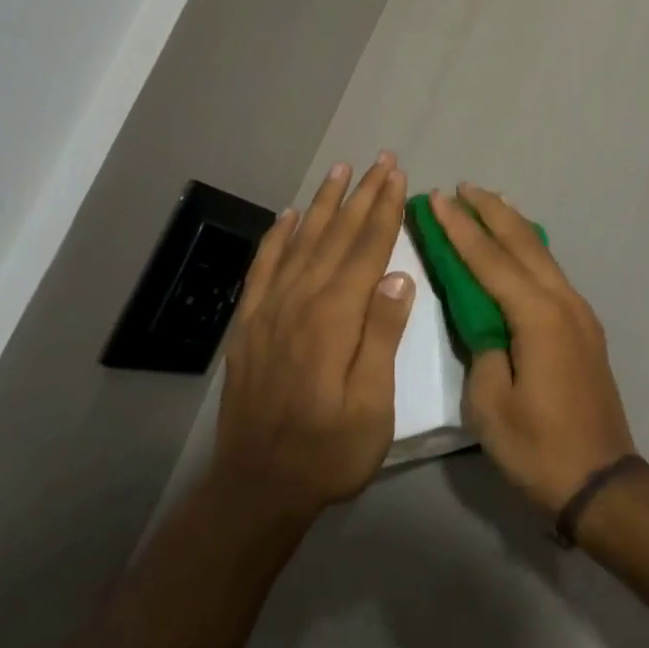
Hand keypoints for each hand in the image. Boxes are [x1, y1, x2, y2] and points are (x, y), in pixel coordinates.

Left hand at [210, 156, 413, 522]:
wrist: (257, 488)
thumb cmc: (329, 450)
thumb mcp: (372, 404)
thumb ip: (383, 336)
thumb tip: (398, 276)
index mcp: (334, 317)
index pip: (366, 249)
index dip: (384, 209)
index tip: (398, 176)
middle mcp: (300, 301)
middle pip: (336, 235)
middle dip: (361, 195)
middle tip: (380, 160)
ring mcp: (269, 310)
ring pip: (301, 242)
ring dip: (323, 204)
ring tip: (340, 171)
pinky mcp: (249, 325)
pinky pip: (264, 268)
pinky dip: (277, 238)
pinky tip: (288, 218)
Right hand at [432, 185, 636, 513]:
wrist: (601, 480)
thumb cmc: (539, 448)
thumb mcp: (491, 405)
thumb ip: (483, 350)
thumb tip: (485, 322)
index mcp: (537, 316)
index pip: (489, 260)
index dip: (460, 229)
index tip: (438, 200)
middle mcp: (563, 301)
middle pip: (522, 243)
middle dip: (490, 211)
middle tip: (462, 187)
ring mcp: (579, 312)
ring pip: (541, 253)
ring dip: (512, 225)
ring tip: (489, 202)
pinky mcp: (584, 327)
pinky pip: (551, 272)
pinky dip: (529, 250)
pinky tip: (519, 247)